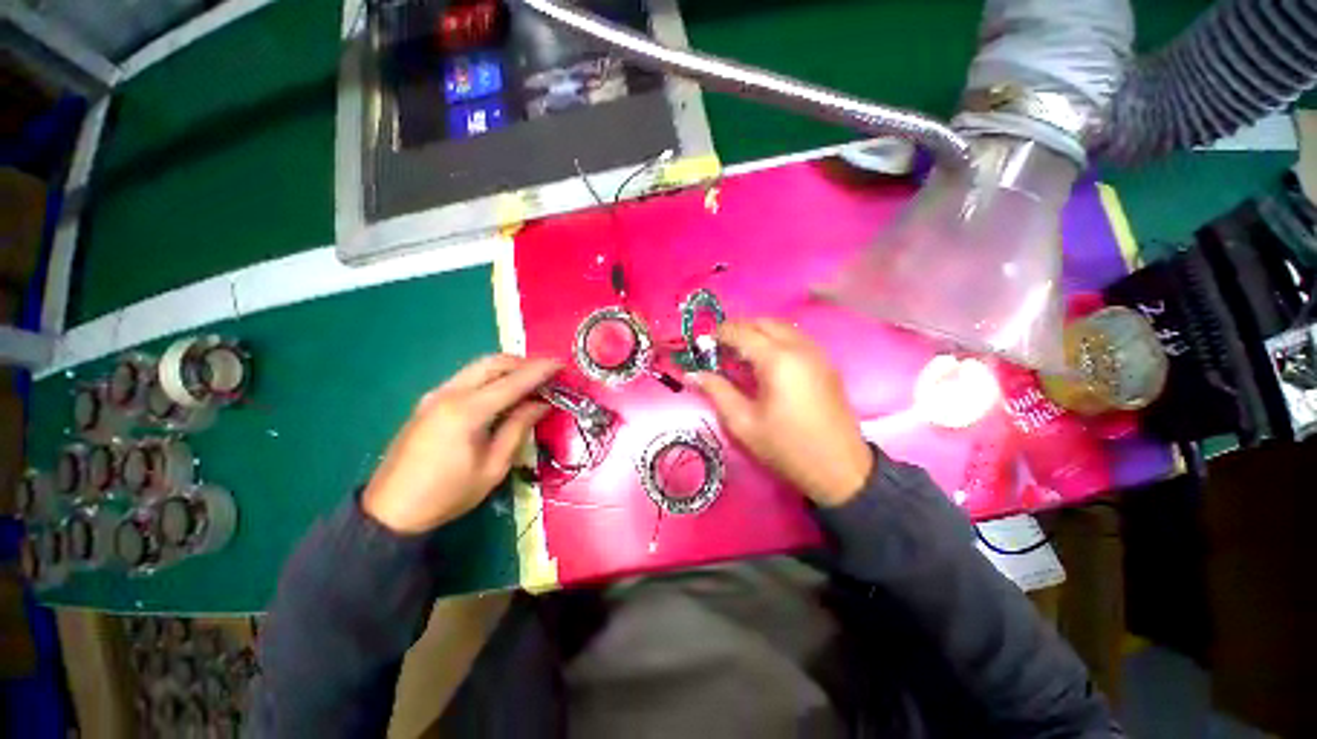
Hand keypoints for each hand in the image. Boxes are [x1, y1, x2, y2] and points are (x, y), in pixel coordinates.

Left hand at [363, 355, 561, 532]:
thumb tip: (541, 404)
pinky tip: (504, 391)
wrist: (390, 511)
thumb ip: (519, 428)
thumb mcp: (493, 466)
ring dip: (508, 368)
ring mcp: (436, 394)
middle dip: (524, 362)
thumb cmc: (448, 494)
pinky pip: (467, 377)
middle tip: (547, 374)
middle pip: (493, 363)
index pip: (513, 381)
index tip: (562, 365)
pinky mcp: (429, 401)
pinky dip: (491, 377)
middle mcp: (450, 393)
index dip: (541, 370)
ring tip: (531, 381)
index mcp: (467, 411)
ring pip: (479, 366)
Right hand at [691, 320, 872, 506]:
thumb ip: (717, 391)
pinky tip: (766, 361)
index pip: (742, 332)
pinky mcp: (826, 363)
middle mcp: (799, 347)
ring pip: (781, 327)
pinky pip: (796, 338)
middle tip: (720, 348)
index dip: (719, 334)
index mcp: (777, 360)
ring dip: (758, 332)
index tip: (702, 344)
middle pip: (763, 322)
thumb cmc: (786, 447)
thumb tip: (692, 374)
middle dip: (738, 328)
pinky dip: (775, 339)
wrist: (840, 469)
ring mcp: (817, 353)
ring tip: (740, 353)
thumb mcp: (743, 423)